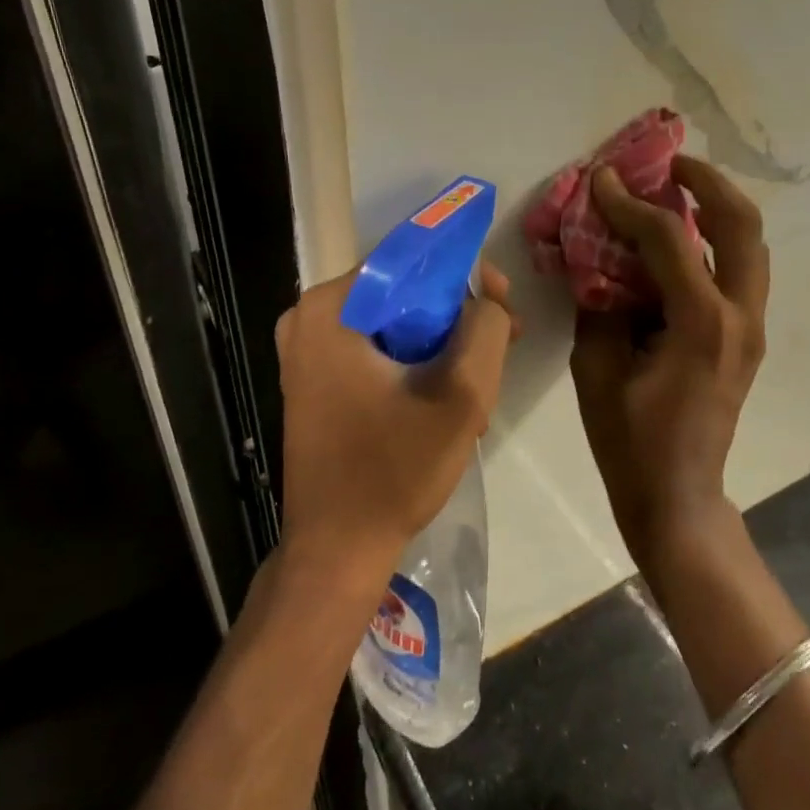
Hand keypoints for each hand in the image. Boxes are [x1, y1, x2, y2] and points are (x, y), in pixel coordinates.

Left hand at [276, 263, 517, 582]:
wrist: (338, 549)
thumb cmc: (394, 471)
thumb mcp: (461, 395)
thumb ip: (486, 328)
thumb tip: (487, 298)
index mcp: (330, 308)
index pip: (410, 260)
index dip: (465, 275)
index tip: (502, 303)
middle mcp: (308, 318)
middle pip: (403, 292)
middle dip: (458, 316)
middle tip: (502, 344)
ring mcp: (307, 351)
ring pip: (395, 323)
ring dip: (442, 345)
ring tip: (481, 385)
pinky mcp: (314, 381)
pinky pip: (377, 350)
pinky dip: (415, 365)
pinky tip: (446, 401)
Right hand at [570, 156, 769, 563]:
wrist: (678, 495)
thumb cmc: (630, 440)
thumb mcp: (595, 369)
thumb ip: (598, 305)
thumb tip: (596, 260)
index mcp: (701, 324)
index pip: (669, 239)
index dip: (631, 203)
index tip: (602, 179)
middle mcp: (739, 316)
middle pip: (743, 225)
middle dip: (708, 183)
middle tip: (670, 165)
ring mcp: (751, 327)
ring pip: (751, 245)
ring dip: (718, 210)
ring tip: (678, 191)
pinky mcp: (747, 338)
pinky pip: (739, 272)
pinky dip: (715, 244)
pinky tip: (679, 242)